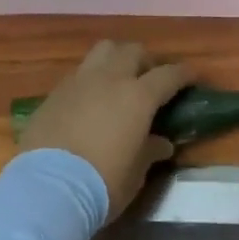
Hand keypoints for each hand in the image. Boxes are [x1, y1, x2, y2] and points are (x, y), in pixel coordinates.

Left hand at [18, 41, 188, 216]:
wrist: (46, 189)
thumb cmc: (101, 184)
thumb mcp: (135, 174)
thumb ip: (150, 151)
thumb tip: (162, 143)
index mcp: (138, 97)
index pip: (169, 74)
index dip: (183, 73)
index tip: (192, 76)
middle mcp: (110, 79)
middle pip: (134, 51)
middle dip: (147, 61)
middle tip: (151, 79)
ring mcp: (80, 81)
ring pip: (104, 50)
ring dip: (117, 58)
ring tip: (119, 78)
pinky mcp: (55, 92)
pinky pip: (80, 72)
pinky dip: (91, 78)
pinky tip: (90, 99)